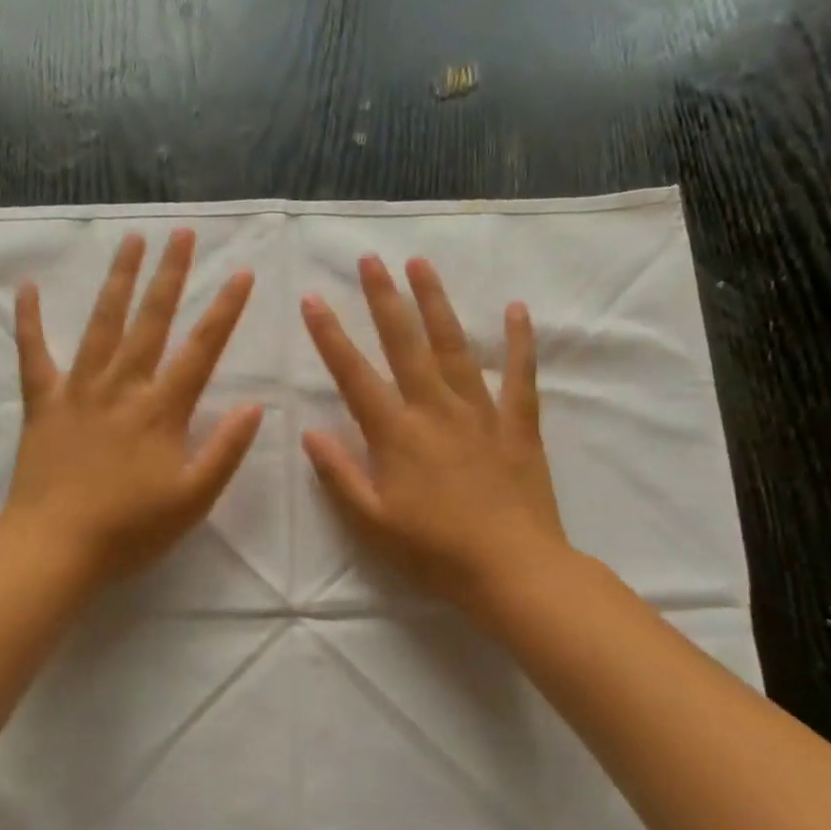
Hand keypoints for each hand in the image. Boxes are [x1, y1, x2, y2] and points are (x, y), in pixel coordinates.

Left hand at [0, 230, 263, 585]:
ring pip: (102, 324)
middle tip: (182, 234)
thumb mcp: (194, 500)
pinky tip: (27, 288)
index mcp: (161, 410)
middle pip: (151, 321)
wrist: (55, 548)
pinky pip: (33, 354)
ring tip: (131, 241)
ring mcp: (78, 390)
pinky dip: (28, 321)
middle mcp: (122, 387)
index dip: (225, 310)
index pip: (201, 350)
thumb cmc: (130, 529)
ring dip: (118, 280)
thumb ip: (226, 451)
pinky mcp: (42, 403)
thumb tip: (255, 406)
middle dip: (171, 275)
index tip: (241, 273)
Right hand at [302, 256, 569, 617]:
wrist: (512, 570)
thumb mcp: (372, 523)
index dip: (330, 336)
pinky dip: (519, 342)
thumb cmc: (434, 552)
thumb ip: (339, 475)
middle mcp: (435, 410)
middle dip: (384, 299)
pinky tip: (516, 309)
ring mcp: (480, 413)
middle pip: (405, 344)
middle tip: (370, 259)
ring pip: (455, 347)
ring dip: (436, 303)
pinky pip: (521, 376)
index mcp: (396, 434)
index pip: (354, 375)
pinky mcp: (518, 425)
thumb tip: (309, 431)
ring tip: (421, 264)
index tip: (313, 299)